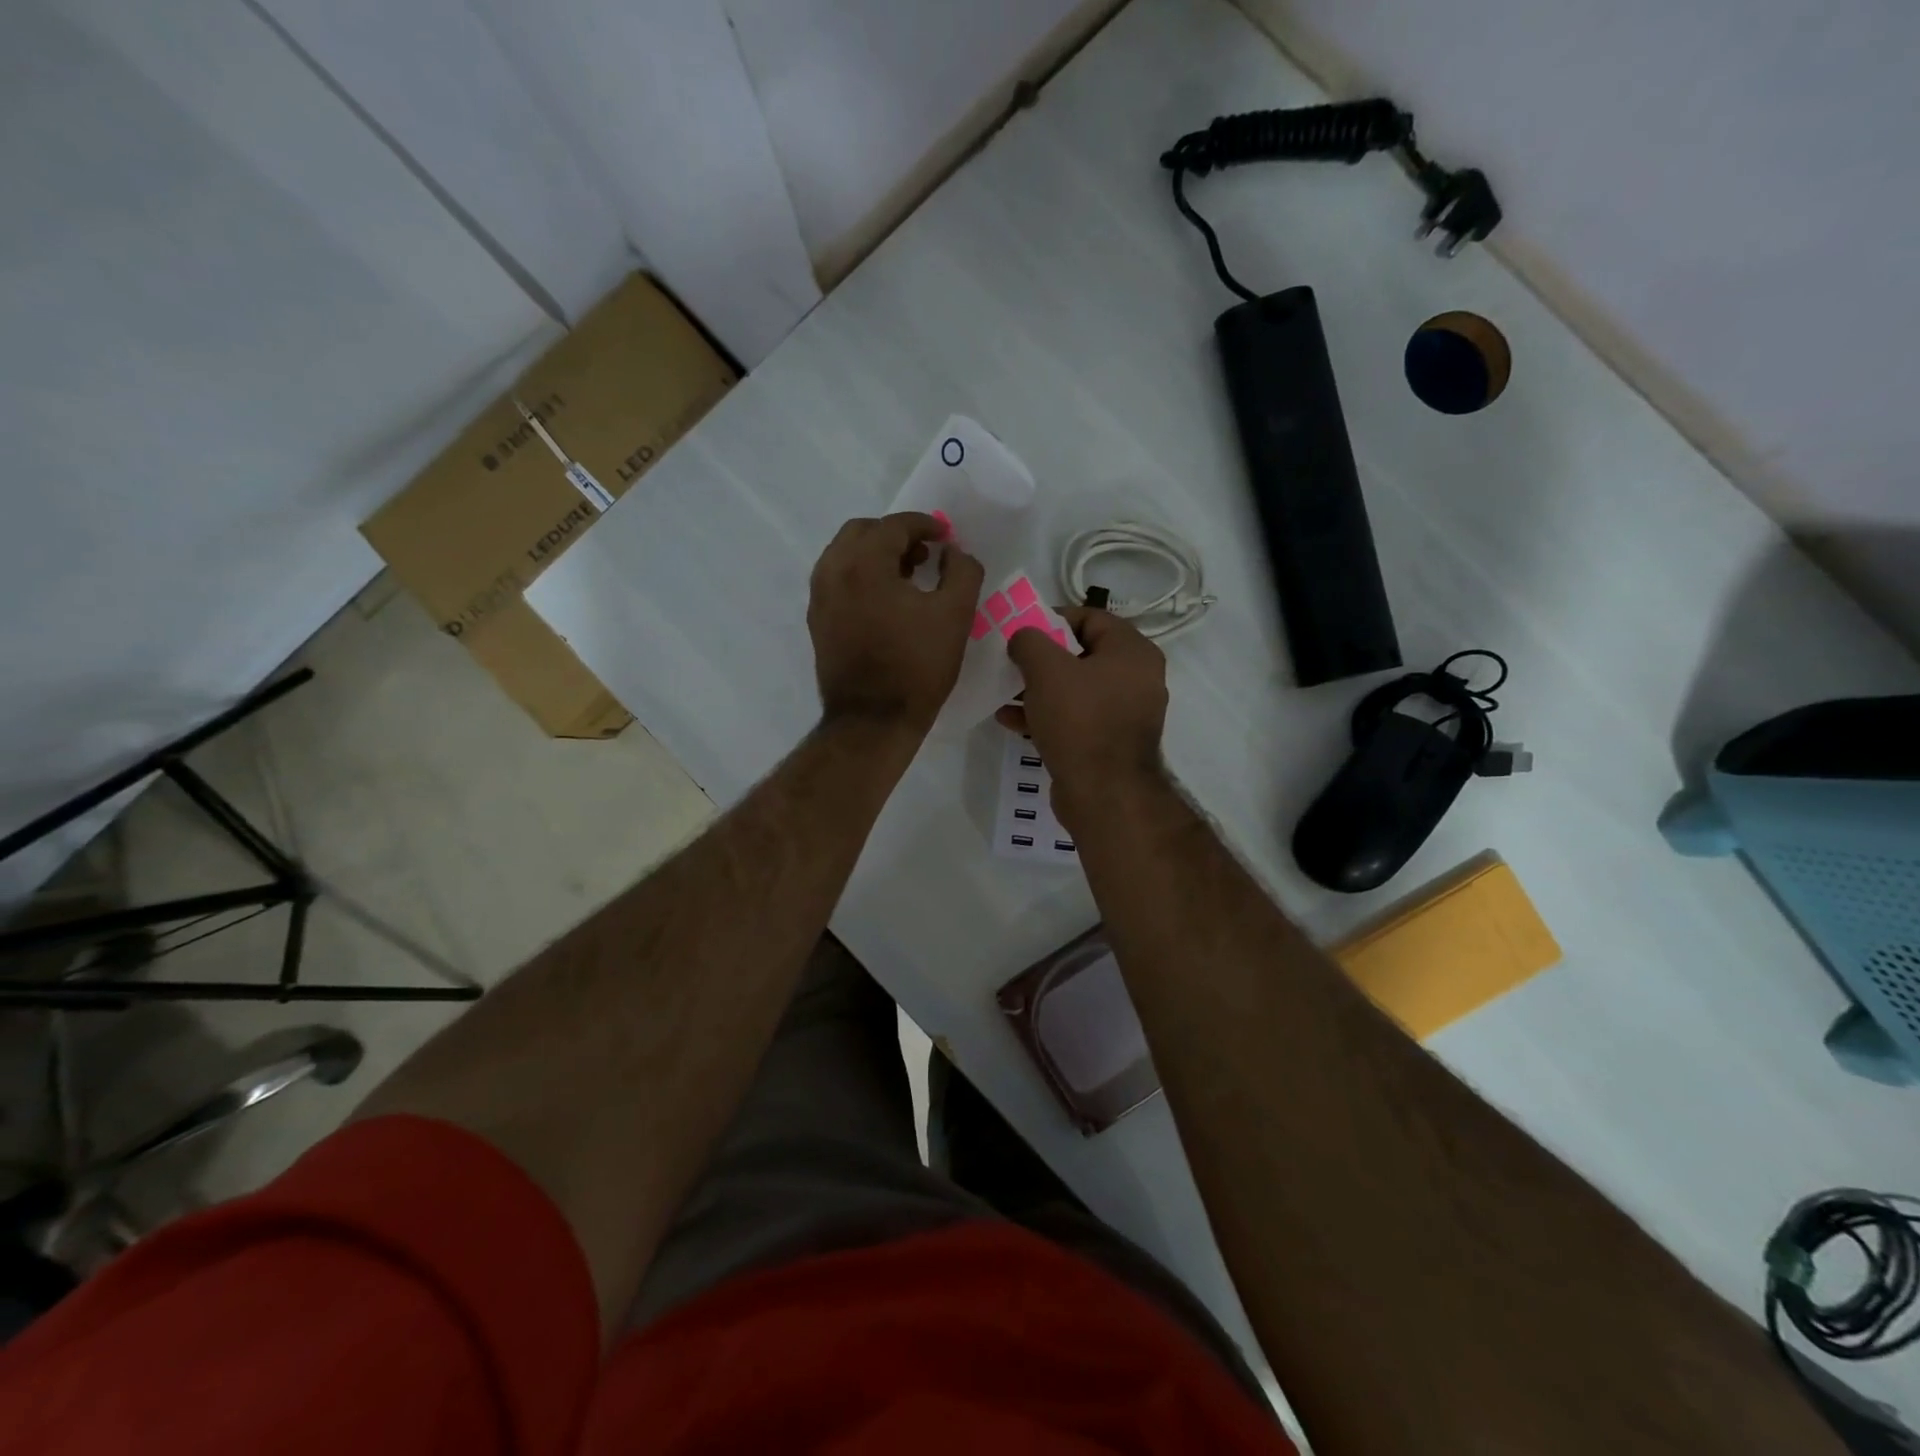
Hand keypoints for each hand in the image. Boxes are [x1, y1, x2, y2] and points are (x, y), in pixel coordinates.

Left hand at [808, 513, 984, 734]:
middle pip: (862, 531)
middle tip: (925, 554)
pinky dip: (860, 575)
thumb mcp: (955, 615)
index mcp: (864, 564)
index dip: (925, 525)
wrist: (872, 720)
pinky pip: (836, 579)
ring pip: (845, 554)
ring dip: (875, 554)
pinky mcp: (817, 621)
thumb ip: (962, 571)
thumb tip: (952, 552)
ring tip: (906, 576)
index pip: (895, 525)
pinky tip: (885, 600)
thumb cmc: (917, 667)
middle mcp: (833, 571)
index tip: (945, 537)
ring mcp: (819, 597)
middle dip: (895, 535)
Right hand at [998, 608, 1167, 832]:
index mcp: (1133, 651)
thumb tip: (1023, 637)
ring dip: (1038, 689)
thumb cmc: (1080, 720)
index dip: (1051, 619)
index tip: (1020, 631)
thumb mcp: (1046, 669)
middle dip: (1040, 659)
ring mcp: (1126, 713)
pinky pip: (1076, 718)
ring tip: (1003, 693)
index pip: (1090, 618)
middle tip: (1010, 662)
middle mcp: (1136, 678)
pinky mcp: (1110, 742)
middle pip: (1081, 654)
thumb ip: (1029, 640)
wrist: (1104, 793)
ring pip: (1075, 689)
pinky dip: (1047, 715)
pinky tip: (1011, 721)